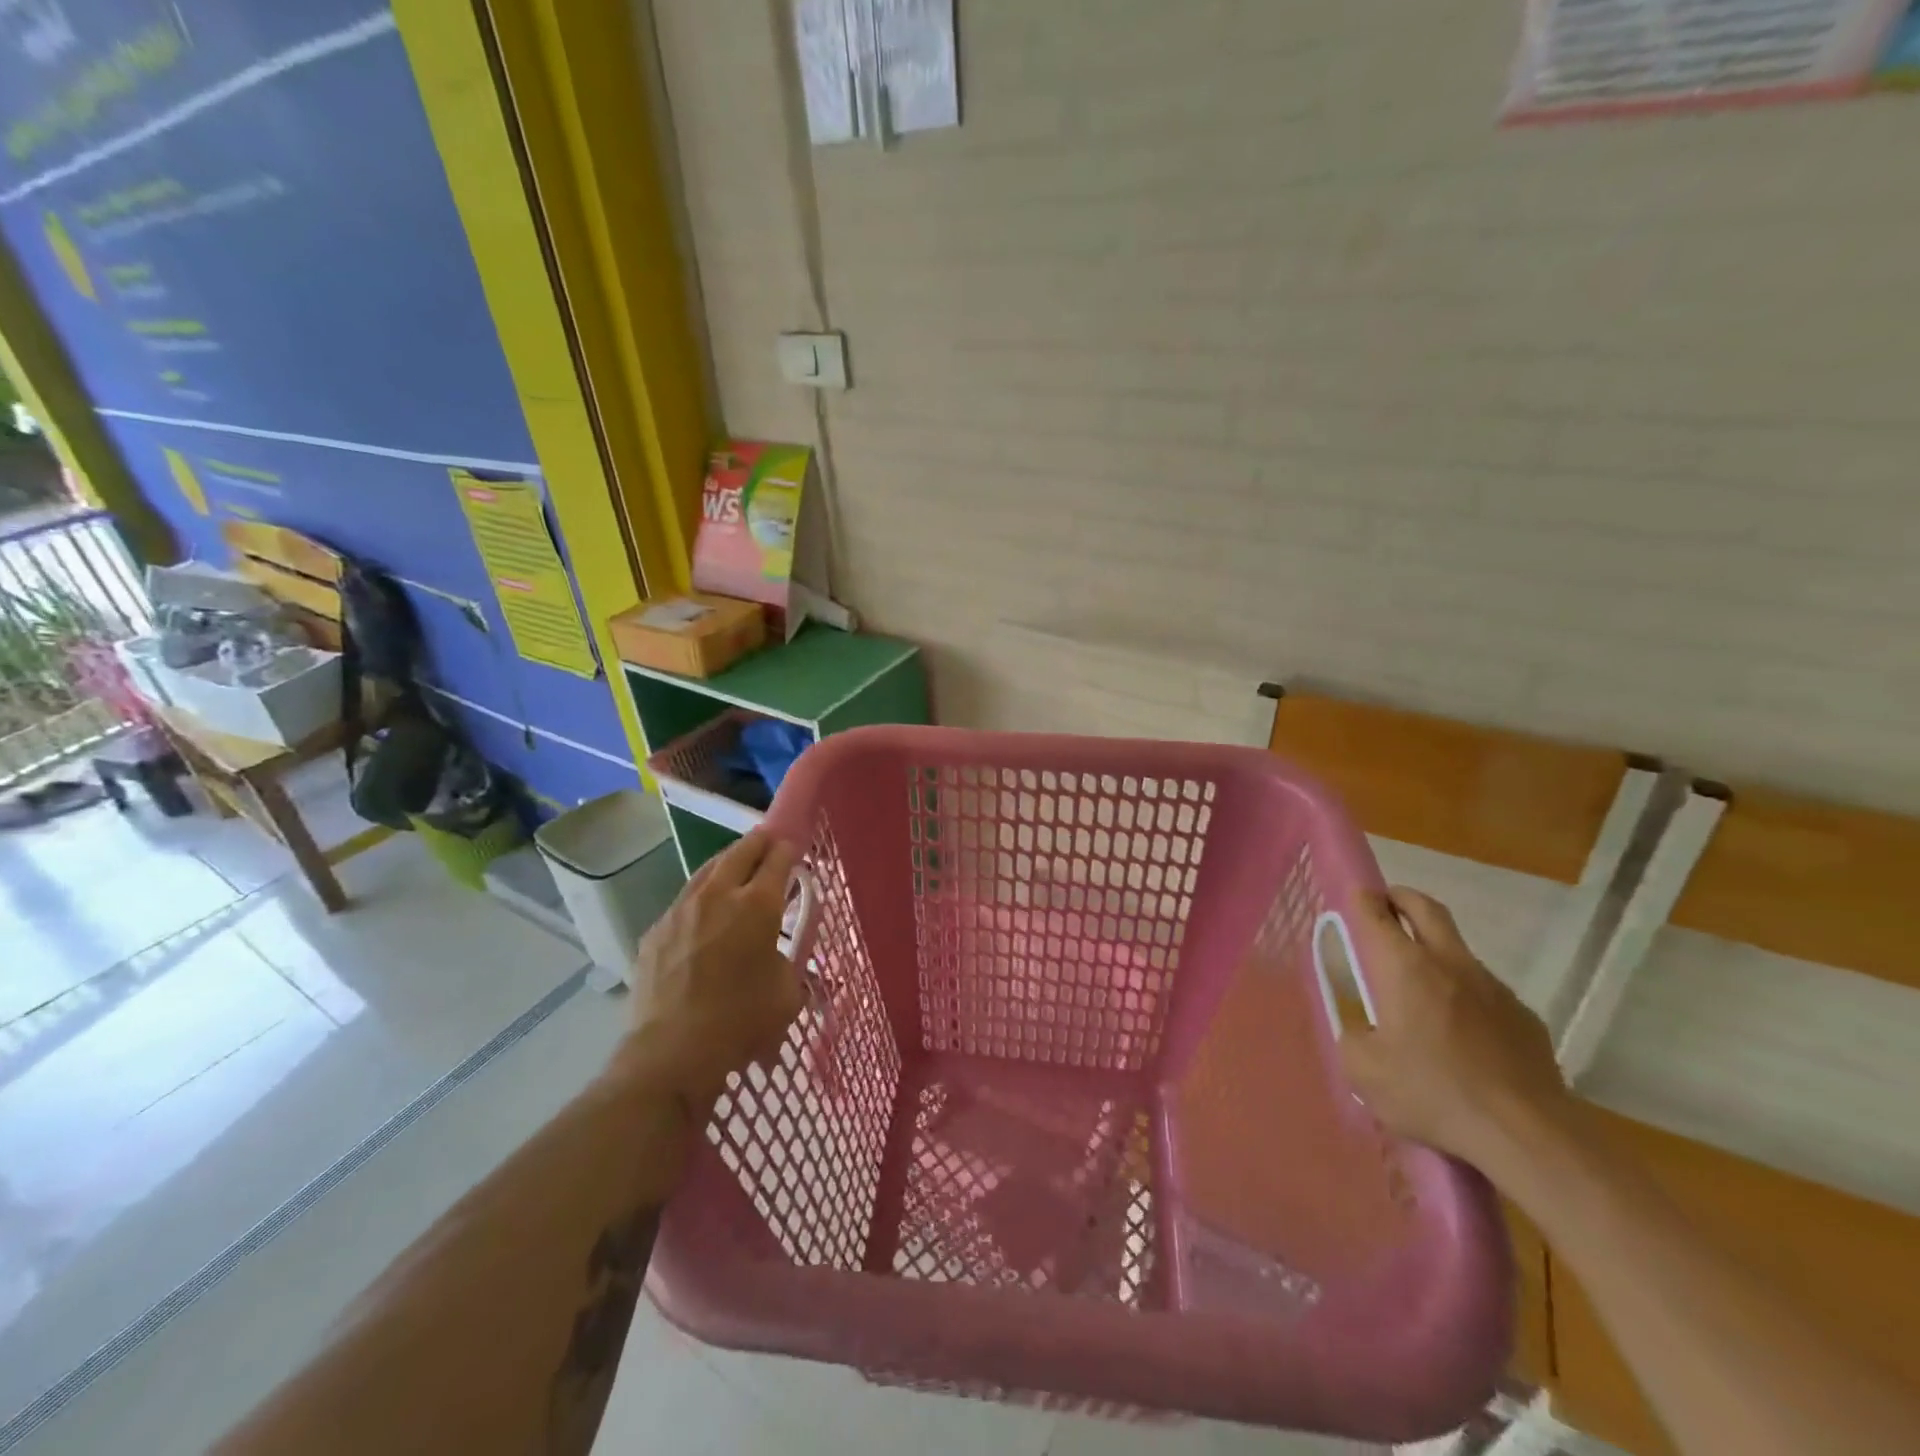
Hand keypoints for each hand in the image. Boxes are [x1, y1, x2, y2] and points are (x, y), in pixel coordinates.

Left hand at [617, 830, 804, 1112]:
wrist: (672, 1053)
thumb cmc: (741, 1022)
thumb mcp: (788, 992)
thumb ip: (790, 960)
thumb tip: (781, 953)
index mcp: (758, 905)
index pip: (778, 859)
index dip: (789, 849)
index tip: (795, 848)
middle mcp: (719, 895)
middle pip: (741, 851)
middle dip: (758, 843)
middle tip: (768, 843)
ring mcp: (681, 910)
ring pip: (708, 870)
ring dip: (727, 863)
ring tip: (737, 866)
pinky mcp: (656, 930)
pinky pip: (684, 900)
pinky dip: (702, 896)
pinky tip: (705, 912)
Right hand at [1337, 887, 1576, 1167]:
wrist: (1527, 1135)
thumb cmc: (1434, 1093)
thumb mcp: (1364, 1072)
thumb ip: (1353, 1038)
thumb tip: (1363, 1031)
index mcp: (1404, 967)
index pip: (1377, 913)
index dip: (1362, 900)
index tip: (1355, 898)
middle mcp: (1449, 963)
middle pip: (1426, 909)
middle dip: (1402, 898)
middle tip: (1386, 905)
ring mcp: (1493, 988)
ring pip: (1458, 951)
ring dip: (1435, 952)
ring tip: (1420, 989)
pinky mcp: (1525, 1017)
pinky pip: (1486, 993)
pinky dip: (1466, 997)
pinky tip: (1462, 1035)